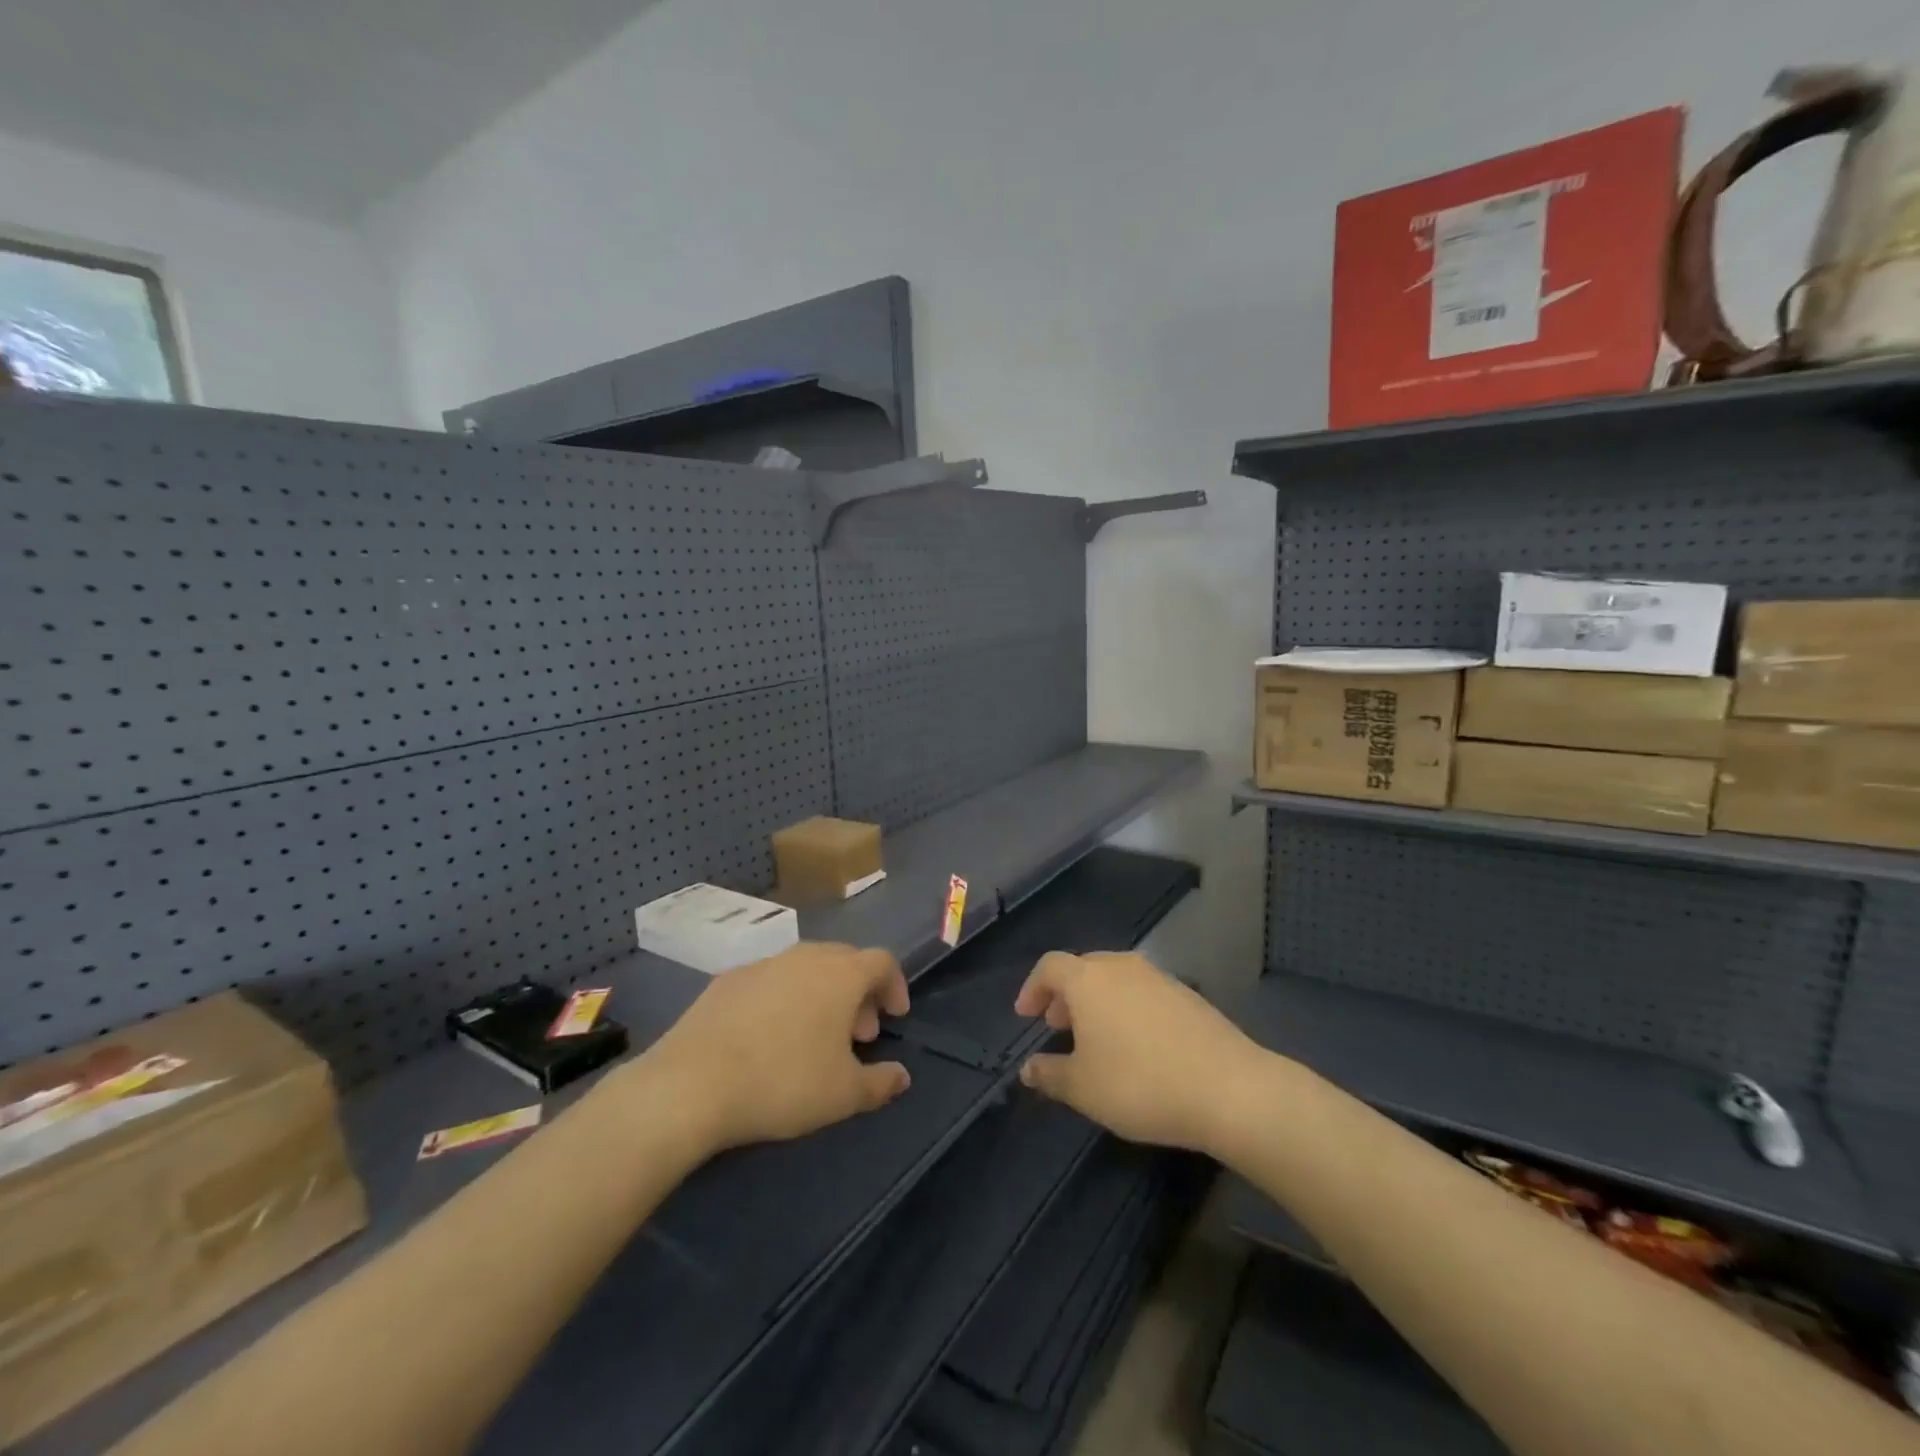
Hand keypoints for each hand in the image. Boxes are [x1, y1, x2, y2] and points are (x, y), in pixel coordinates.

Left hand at [642, 942, 912, 1153]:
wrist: (691, 1084)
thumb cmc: (783, 1083)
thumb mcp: (843, 1094)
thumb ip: (881, 1082)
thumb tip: (902, 1076)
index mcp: (841, 974)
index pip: (883, 961)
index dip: (895, 986)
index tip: (894, 1018)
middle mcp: (805, 956)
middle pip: (845, 961)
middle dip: (859, 993)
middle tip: (858, 1035)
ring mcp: (763, 964)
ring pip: (806, 968)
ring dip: (822, 995)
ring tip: (814, 1038)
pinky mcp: (727, 980)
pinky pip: (771, 981)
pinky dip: (784, 999)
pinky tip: (769, 1037)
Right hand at [1013, 952, 1267, 1154]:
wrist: (1228, 1088)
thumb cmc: (1140, 1084)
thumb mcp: (1083, 1088)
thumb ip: (1049, 1074)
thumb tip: (1027, 1068)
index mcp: (1088, 979)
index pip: (1049, 966)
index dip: (1032, 988)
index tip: (1026, 1016)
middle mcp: (1121, 966)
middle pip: (1083, 968)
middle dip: (1064, 995)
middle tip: (1057, 1026)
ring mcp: (1158, 977)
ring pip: (1115, 978)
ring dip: (1097, 1001)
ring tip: (1096, 1038)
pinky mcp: (1187, 994)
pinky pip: (1142, 991)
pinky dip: (1127, 1007)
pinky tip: (1136, 1044)